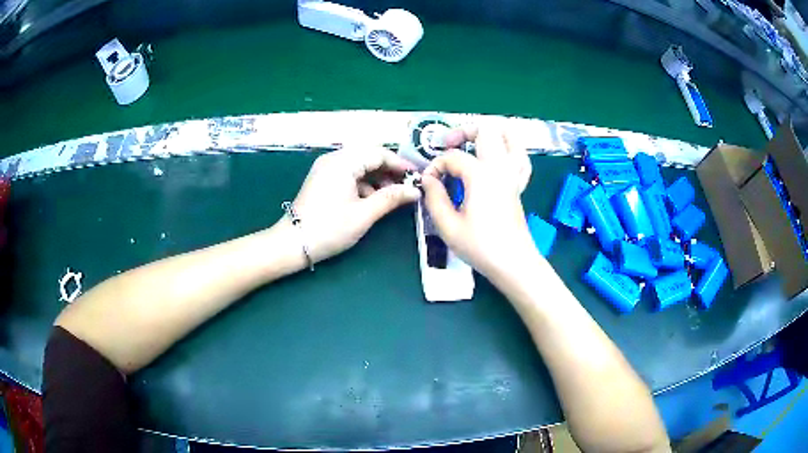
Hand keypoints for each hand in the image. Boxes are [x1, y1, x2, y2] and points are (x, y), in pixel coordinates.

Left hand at [287, 147, 420, 262]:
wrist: (293, 243)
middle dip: (389, 170)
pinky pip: (348, 173)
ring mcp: (325, 168)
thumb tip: (415, 191)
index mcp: (343, 162)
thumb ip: (391, 198)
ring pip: (358, 165)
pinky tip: (372, 199)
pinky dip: (363, 183)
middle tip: (406, 187)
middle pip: (368, 156)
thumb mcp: (364, 214)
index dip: (400, 164)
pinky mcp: (322, 179)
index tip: (417, 177)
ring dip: (376, 177)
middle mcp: (333, 159)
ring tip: (392, 195)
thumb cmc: (330, 228)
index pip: (379, 153)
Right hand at [421, 127, 537, 282]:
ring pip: (510, 136)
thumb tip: (428, 180)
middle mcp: (499, 167)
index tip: (428, 183)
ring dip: (491, 133)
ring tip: (474, 142)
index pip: (453, 157)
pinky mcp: (519, 185)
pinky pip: (520, 157)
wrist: (513, 263)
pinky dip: (509, 150)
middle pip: (486, 129)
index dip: (436, 166)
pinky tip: (497, 157)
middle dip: (463, 131)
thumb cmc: (480, 246)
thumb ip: (434, 197)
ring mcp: (513, 174)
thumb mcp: (448, 225)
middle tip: (449, 145)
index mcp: (480, 175)